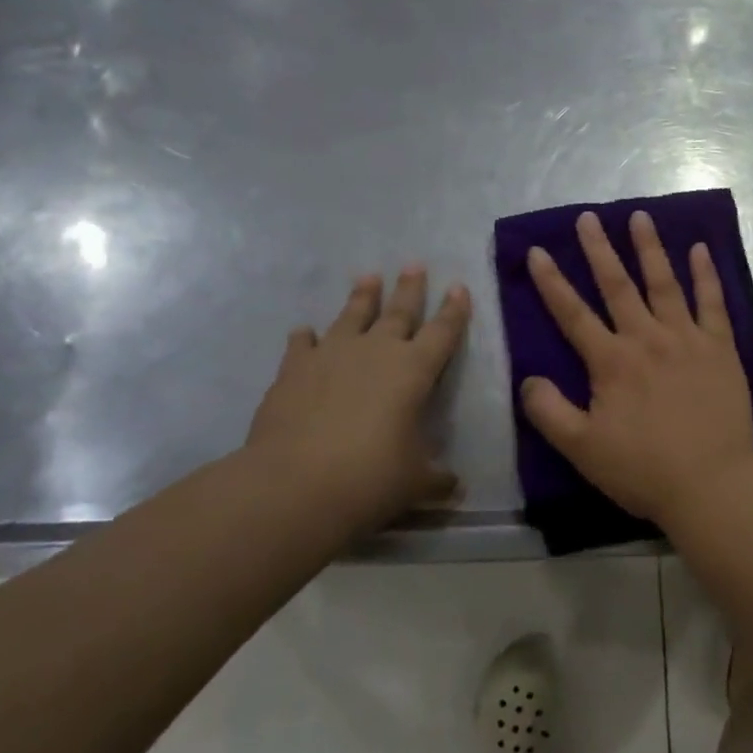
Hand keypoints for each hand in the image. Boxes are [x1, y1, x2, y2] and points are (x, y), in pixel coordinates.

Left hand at [243, 268, 470, 537]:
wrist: (295, 484)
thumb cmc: (371, 479)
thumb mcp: (414, 483)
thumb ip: (436, 480)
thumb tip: (455, 488)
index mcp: (414, 370)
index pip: (442, 332)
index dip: (454, 310)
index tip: (459, 287)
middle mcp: (376, 351)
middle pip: (398, 311)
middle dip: (409, 288)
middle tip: (414, 264)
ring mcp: (332, 355)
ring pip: (352, 315)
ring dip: (362, 296)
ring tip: (368, 276)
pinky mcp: (294, 370)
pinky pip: (302, 345)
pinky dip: (305, 337)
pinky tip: (304, 331)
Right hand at [522, 210, 752, 524]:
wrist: (712, 484)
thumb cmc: (644, 469)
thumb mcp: (583, 449)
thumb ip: (549, 412)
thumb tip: (528, 378)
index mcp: (611, 362)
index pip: (573, 314)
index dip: (552, 282)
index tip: (538, 250)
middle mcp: (647, 339)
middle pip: (618, 286)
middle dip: (599, 250)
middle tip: (588, 218)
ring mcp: (687, 339)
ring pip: (664, 283)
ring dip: (650, 248)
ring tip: (640, 216)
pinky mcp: (721, 347)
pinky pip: (713, 302)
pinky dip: (706, 274)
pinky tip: (701, 249)